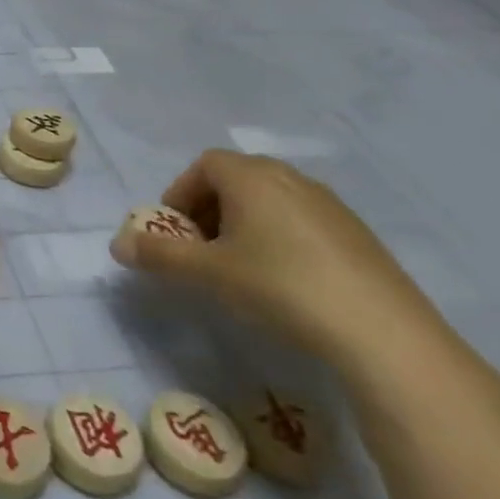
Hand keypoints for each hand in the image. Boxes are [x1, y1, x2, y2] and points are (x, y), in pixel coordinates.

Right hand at [111, 150, 443, 368]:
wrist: (383, 333)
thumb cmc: (280, 286)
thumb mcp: (208, 273)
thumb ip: (158, 255)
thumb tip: (116, 245)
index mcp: (251, 176)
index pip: (203, 165)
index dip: (181, 194)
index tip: (176, 232)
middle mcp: (290, 178)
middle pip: (236, 178)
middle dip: (210, 208)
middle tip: (202, 249)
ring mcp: (330, 205)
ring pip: (271, 200)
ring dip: (245, 223)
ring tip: (241, 267)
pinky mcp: (358, 235)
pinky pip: (303, 221)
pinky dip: (281, 238)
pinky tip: (287, 281)